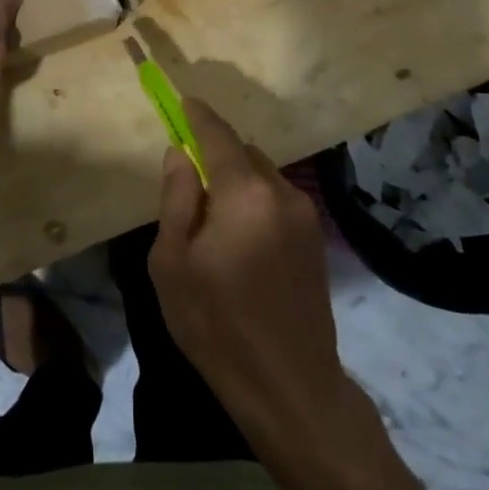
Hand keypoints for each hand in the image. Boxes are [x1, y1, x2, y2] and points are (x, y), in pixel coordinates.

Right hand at [150, 97, 363, 448]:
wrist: (290, 388)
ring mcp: (305, 216)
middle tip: (188, 181)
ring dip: (237, 181)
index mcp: (244, 193)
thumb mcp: (173, 263)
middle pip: (243, 153)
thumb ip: (176, 198)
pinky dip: (255, 202)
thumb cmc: (217, 325)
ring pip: (262, 177)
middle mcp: (281, 192)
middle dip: (216, 155)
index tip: (182, 101)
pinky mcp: (315, 240)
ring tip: (213, 220)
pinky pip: (277, 201)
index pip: (218, 135)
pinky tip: (240, 241)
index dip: (197, 116)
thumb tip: (179, 153)